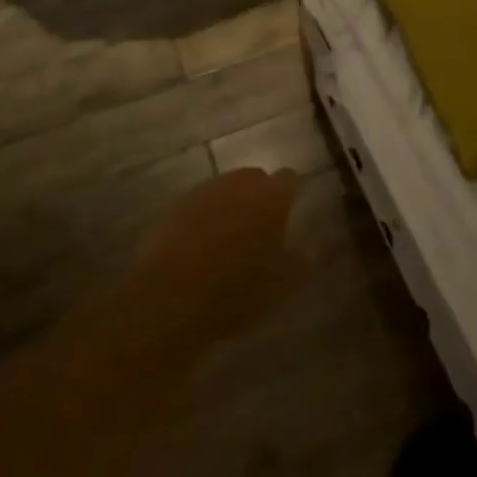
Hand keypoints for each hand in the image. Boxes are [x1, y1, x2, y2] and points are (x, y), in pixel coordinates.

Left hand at [129, 167, 303, 350]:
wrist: (169, 298)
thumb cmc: (235, 291)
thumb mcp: (278, 287)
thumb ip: (298, 263)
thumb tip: (307, 252)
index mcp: (271, 198)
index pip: (289, 179)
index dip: (290, 194)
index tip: (290, 213)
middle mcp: (239, 184)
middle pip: (255, 178)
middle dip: (259, 196)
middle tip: (260, 227)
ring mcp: (204, 192)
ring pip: (225, 189)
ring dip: (230, 204)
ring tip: (228, 235)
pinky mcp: (175, 206)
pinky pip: (198, 203)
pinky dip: (204, 216)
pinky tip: (200, 243)